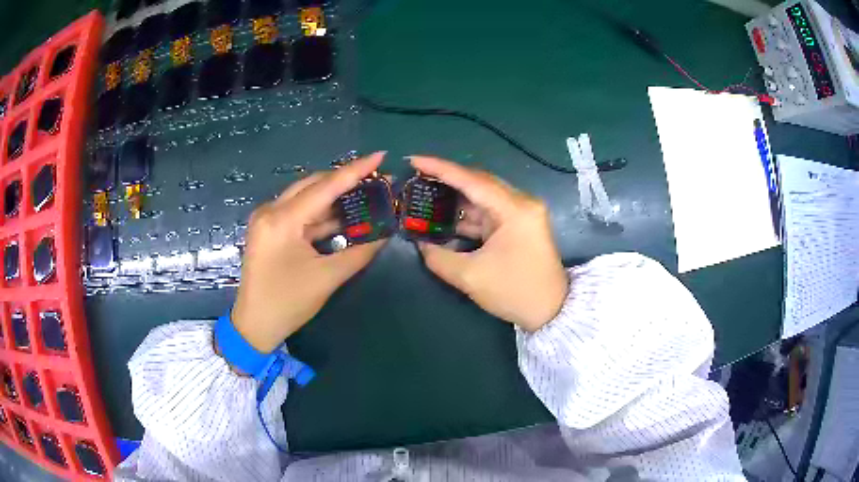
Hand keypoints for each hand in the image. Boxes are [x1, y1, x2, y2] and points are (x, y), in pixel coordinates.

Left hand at [231, 153, 387, 351]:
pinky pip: (298, 212)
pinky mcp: (268, 229)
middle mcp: (270, 210)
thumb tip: (386, 232)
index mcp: (282, 220)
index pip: (325, 187)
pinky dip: (320, 213)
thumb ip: (360, 251)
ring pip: (305, 196)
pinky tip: (342, 213)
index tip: (380, 155)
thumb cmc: (288, 303)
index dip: (355, 171)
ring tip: (364, 192)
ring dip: (333, 196)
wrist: (255, 324)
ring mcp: (266, 219)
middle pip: (313, 185)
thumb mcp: (328, 277)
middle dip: (344, 180)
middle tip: (374, 178)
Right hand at [411, 156, 568, 331]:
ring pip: (483, 196)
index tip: (414, 160)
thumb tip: (420, 244)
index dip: (441, 169)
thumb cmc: (515, 292)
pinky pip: (488, 211)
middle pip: (479, 182)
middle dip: (447, 179)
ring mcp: (522, 213)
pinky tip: (444, 215)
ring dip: (456, 197)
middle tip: (417, 177)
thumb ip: (438, 257)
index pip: (472, 180)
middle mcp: (521, 203)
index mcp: (515, 210)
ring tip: (425, 194)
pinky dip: (467, 214)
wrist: (551, 311)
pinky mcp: (519, 224)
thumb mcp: (470, 277)